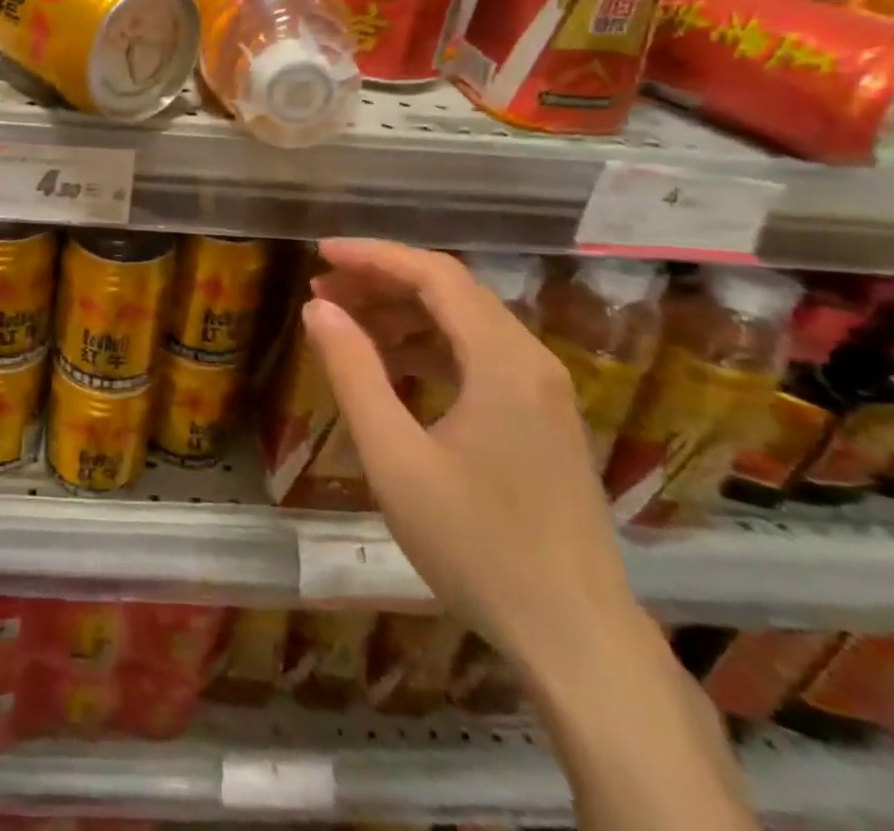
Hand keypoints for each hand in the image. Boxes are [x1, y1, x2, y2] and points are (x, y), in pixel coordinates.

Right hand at [303, 240, 643, 670]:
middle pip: (451, 292)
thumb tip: (318, 309)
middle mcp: (531, 361)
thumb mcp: (395, 458)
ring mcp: (543, 391)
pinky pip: (479, 357)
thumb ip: (353, 373)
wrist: (576, 639)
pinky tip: (393, 368)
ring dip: (404, 314)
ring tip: (346, 324)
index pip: (435, 276)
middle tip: (323, 289)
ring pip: (465, 323)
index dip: (374, 256)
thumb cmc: (477, 545)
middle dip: (383, 282)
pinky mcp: (543, 419)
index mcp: (502, 361)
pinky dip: (430, 348)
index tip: (321, 254)